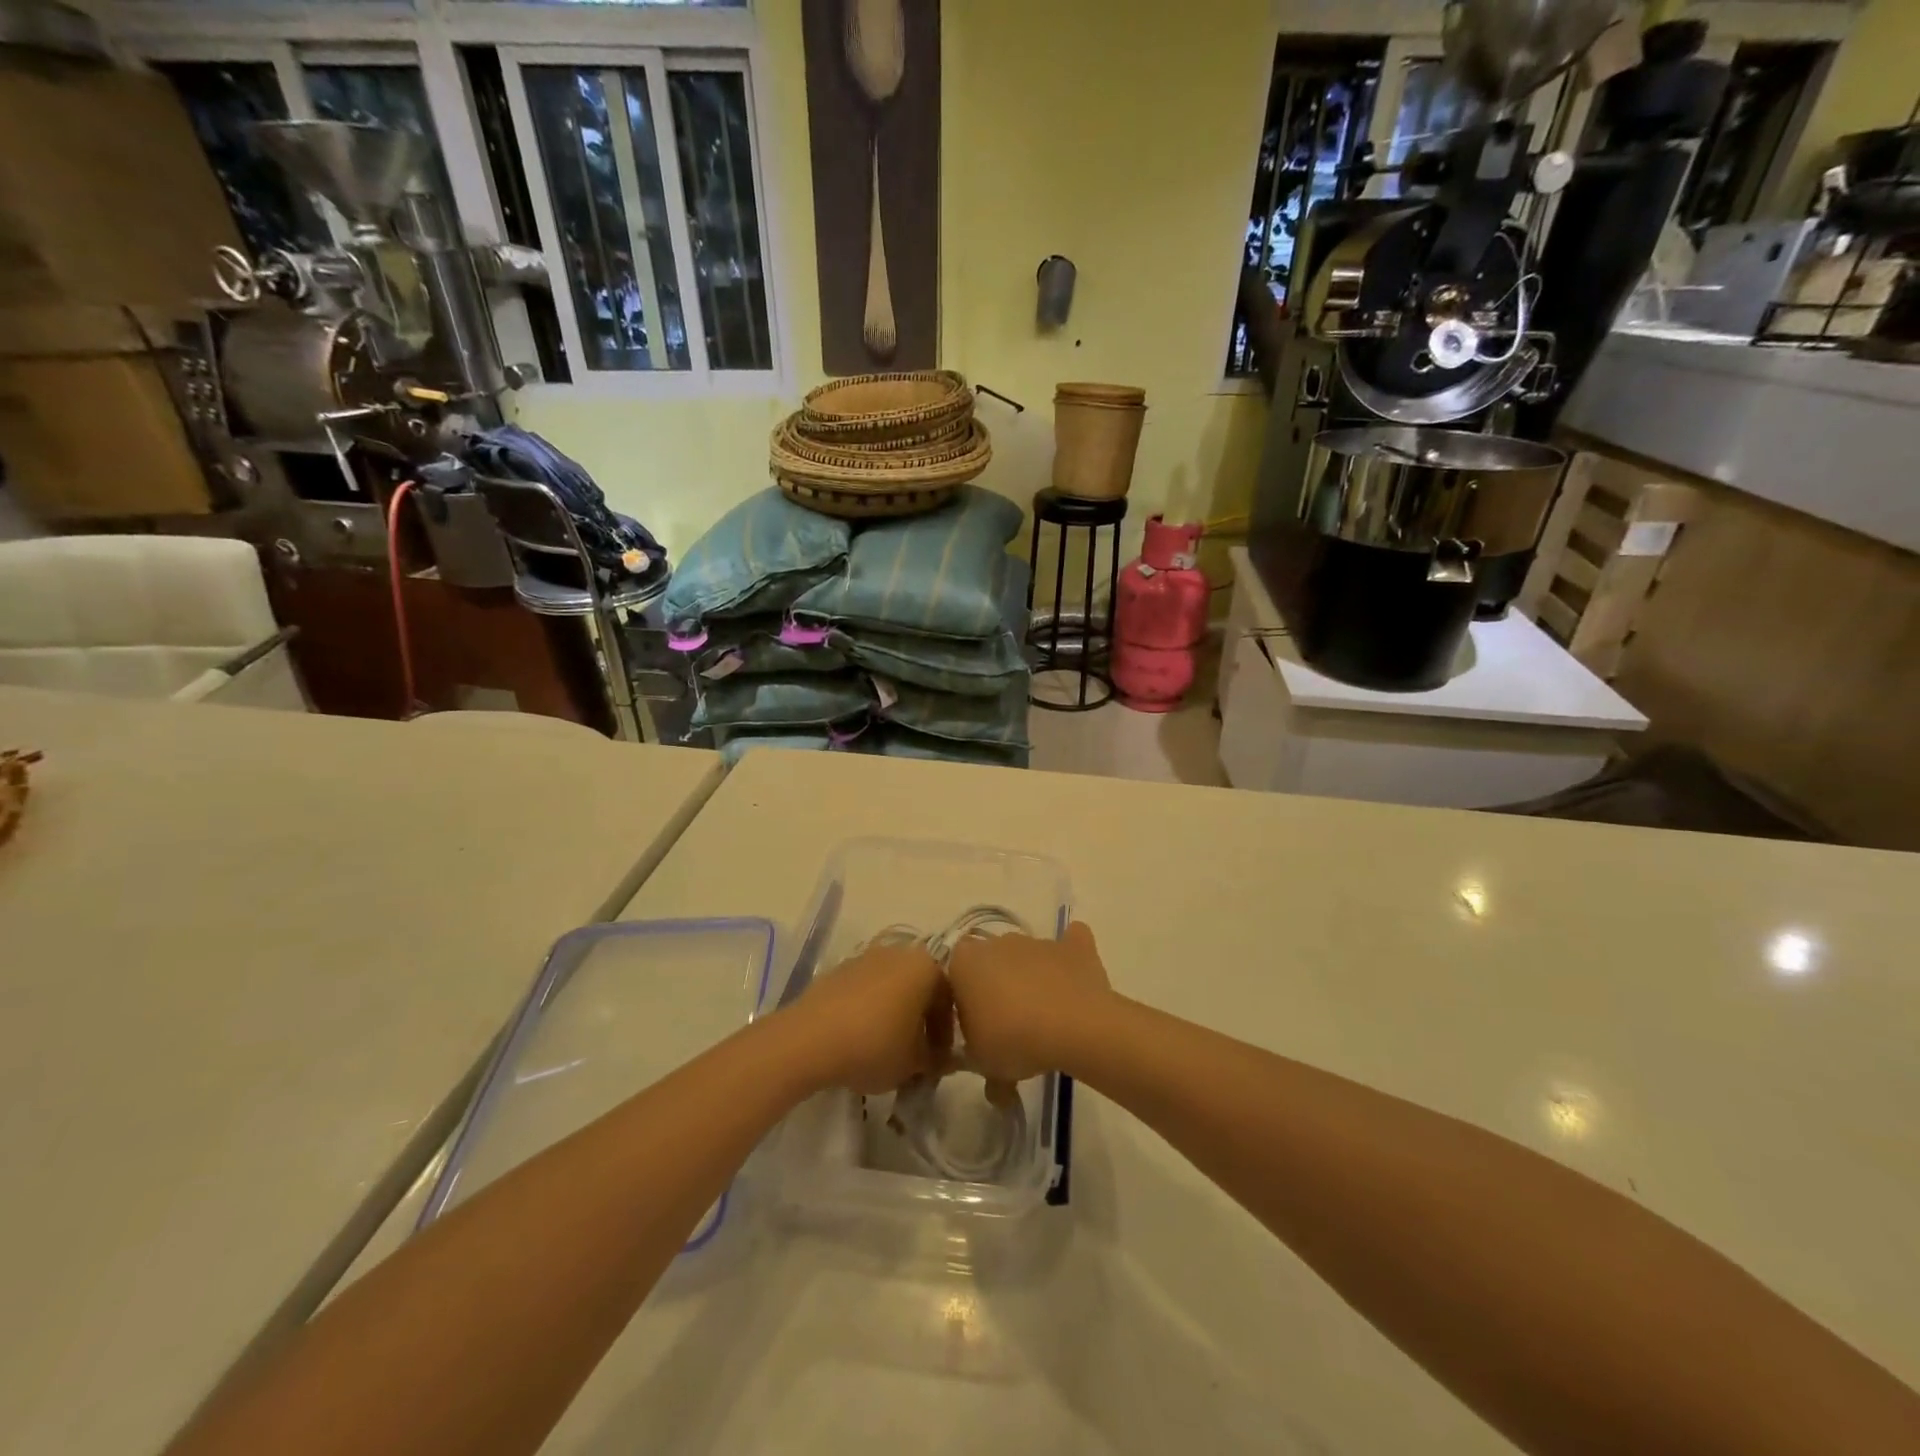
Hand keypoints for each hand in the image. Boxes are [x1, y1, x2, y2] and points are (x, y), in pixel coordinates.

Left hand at [788, 941, 950, 1094]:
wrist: (809, 1038)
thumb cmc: (874, 1045)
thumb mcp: (914, 1064)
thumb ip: (935, 1060)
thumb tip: (941, 1059)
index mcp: (925, 966)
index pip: (949, 998)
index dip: (946, 1033)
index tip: (939, 1060)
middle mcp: (898, 953)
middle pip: (919, 987)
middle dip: (920, 1019)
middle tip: (916, 1053)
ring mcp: (865, 957)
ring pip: (891, 987)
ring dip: (894, 1013)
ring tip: (887, 1047)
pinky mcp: (838, 970)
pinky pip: (865, 990)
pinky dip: (869, 1010)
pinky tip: (860, 1038)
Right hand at [947, 920, 1111, 1085]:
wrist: (1073, 1027)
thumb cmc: (1013, 1040)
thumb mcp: (981, 1062)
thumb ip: (974, 1058)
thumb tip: (985, 1071)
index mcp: (965, 962)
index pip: (953, 974)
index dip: (962, 998)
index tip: (973, 1026)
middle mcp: (998, 942)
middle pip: (990, 961)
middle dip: (996, 985)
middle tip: (1007, 1024)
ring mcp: (1037, 940)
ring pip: (1027, 956)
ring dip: (1030, 977)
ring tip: (1044, 1016)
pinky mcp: (1073, 946)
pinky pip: (1070, 943)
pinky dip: (1069, 957)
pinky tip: (1073, 978)